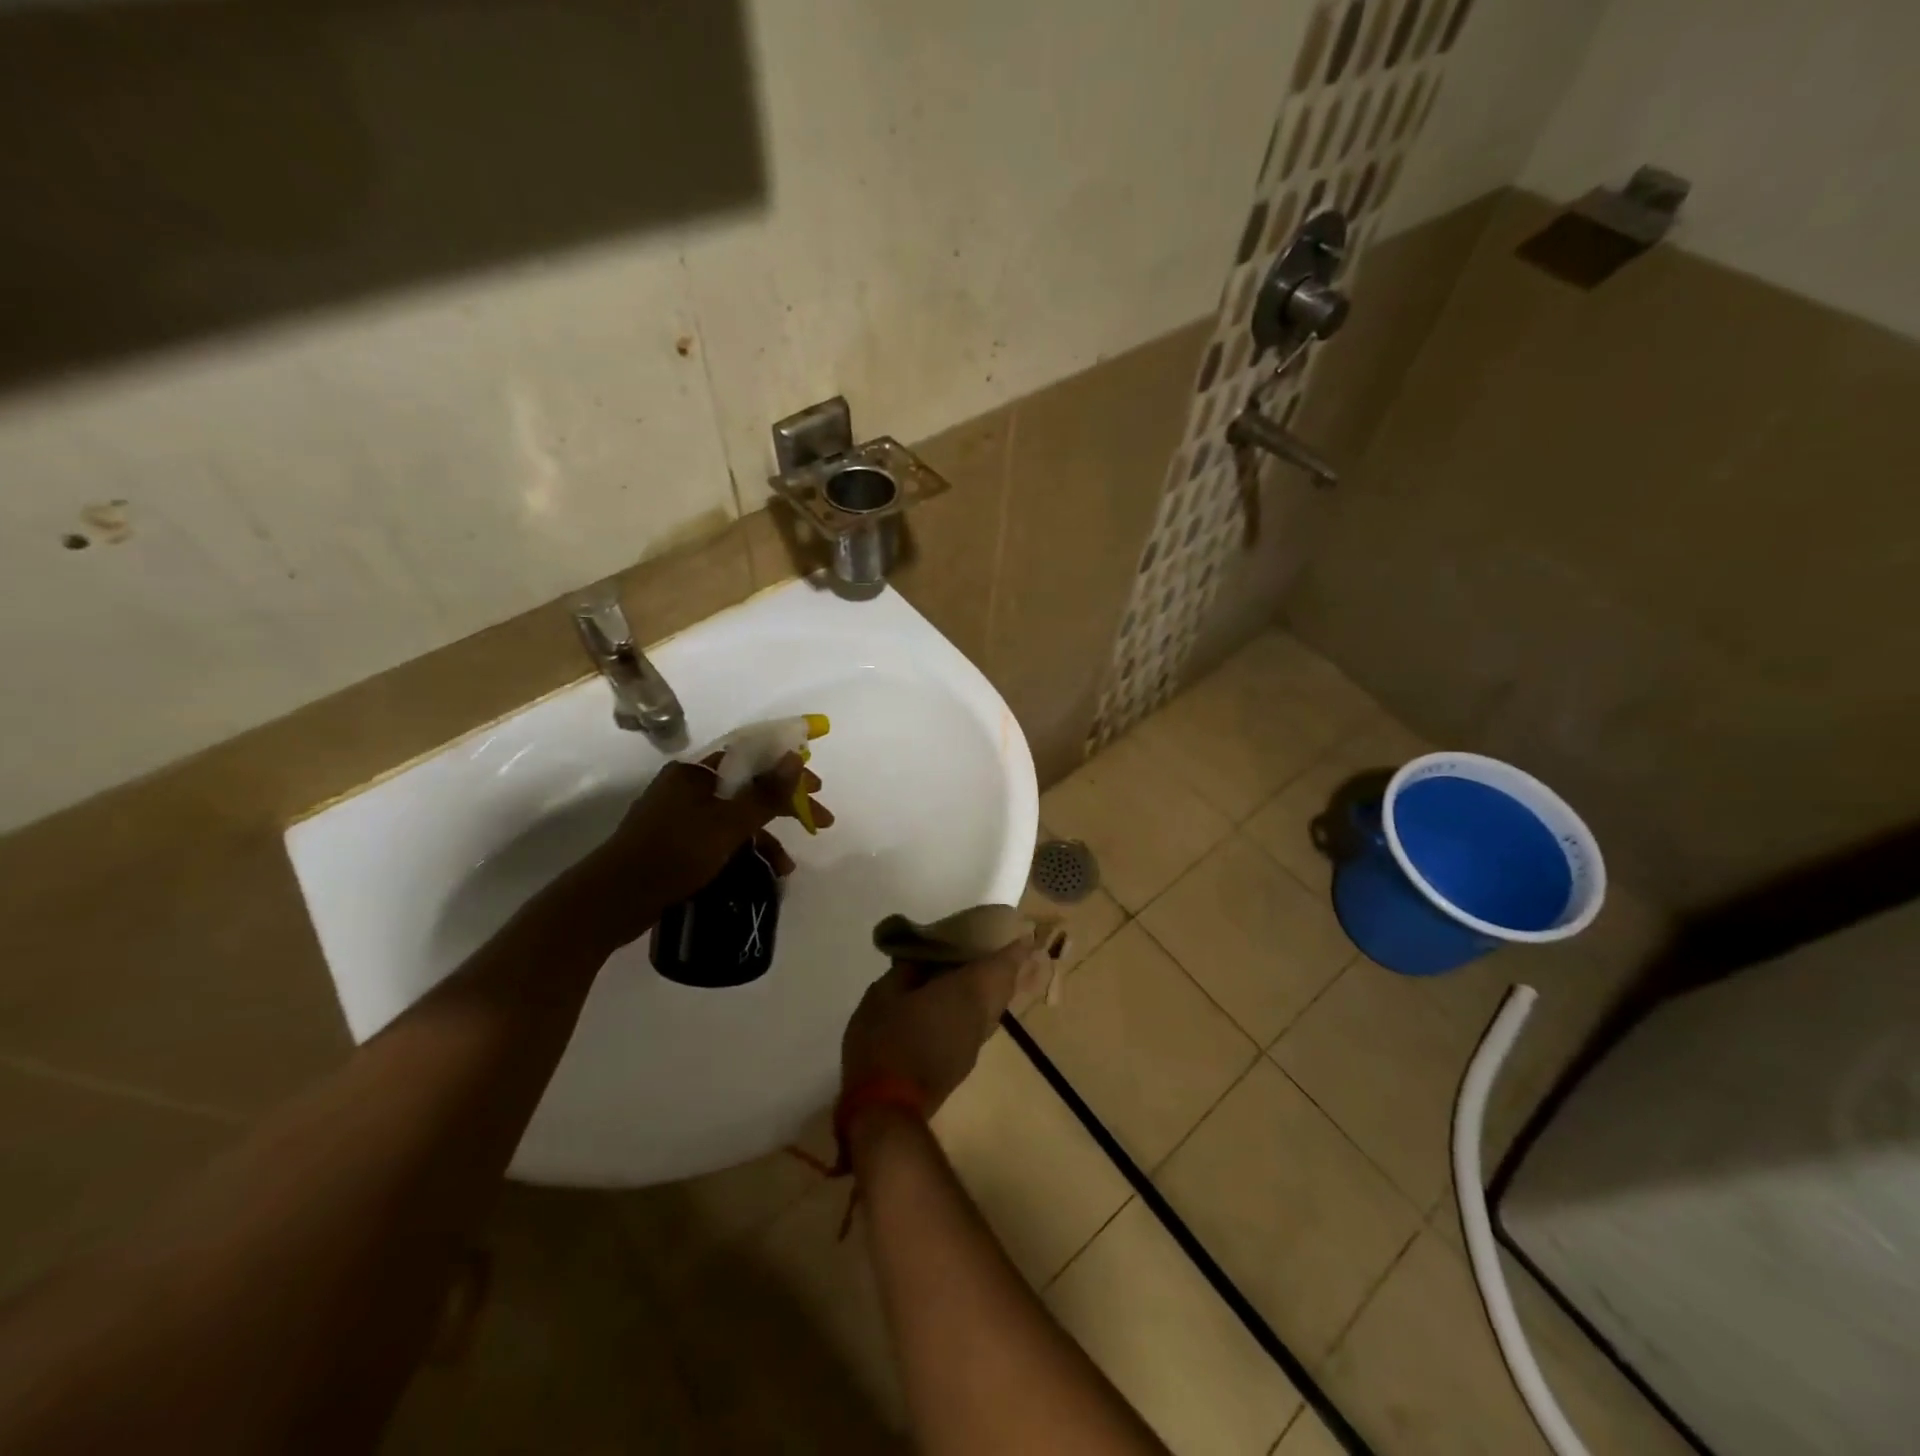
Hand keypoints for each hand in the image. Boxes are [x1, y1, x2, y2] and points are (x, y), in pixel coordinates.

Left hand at [577, 752, 833, 944]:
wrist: (612, 901)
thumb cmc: (673, 854)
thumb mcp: (727, 825)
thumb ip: (765, 793)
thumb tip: (795, 757)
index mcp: (695, 772)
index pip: (751, 756)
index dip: (788, 768)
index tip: (818, 786)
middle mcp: (688, 788)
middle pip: (748, 787)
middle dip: (785, 805)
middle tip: (820, 820)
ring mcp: (680, 817)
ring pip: (736, 817)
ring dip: (767, 836)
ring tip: (789, 866)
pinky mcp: (676, 845)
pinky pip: (721, 838)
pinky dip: (744, 851)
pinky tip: (763, 874)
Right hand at [840, 933, 1044, 1117]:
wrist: (886, 1109)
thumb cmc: (886, 1041)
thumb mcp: (884, 995)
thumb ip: (906, 972)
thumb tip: (920, 960)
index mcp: (967, 992)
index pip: (1003, 965)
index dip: (1014, 948)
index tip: (1022, 933)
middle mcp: (980, 1018)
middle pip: (1004, 987)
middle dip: (1005, 967)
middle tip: (993, 948)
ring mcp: (974, 1045)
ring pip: (992, 1009)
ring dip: (989, 989)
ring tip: (970, 972)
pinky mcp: (962, 1065)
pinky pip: (977, 1025)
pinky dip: (973, 1007)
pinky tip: (951, 1003)